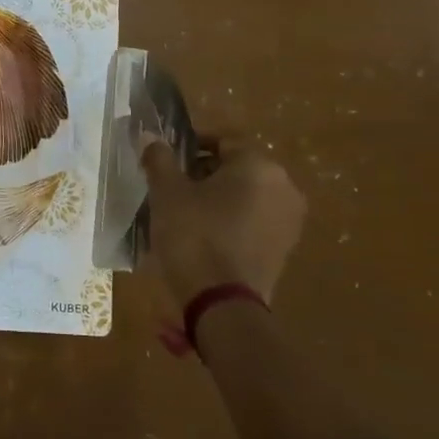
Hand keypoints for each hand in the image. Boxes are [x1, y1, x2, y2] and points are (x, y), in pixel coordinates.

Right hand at [143, 138, 305, 307]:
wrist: (222, 304)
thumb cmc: (194, 236)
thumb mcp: (167, 193)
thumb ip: (159, 159)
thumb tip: (149, 134)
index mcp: (259, 165)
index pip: (223, 140)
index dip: (192, 145)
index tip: (167, 160)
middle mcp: (284, 186)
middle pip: (238, 167)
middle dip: (205, 172)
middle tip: (172, 187)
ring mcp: (289, 220)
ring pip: (247, 195)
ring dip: (218, 197)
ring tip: (185, 213)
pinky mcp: (285, 249)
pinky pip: (254, 221)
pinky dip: (232, 220)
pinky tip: (205, 235)